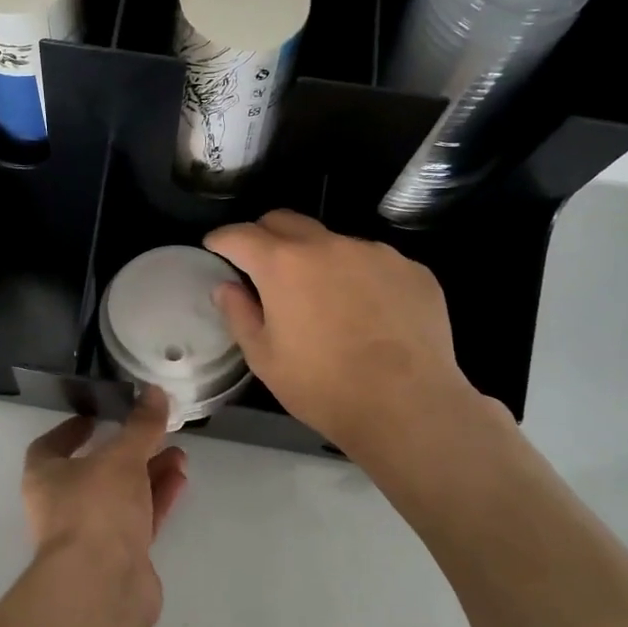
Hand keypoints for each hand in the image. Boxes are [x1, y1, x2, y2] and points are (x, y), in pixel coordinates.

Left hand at [22, 388, 187, 626]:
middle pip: (95, 471)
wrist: (101, 587)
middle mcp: (63, 505)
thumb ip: (141, 426)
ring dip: (149, 474)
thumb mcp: (122, 458)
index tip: (97, 416)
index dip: (72, 430)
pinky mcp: (119, 558)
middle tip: (155, 432)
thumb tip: (155, 391)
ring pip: (122, 496)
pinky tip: (181, 480)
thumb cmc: (96, 509)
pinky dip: (157, 499)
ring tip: (180, 454)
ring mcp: (91, 534)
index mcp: (45, 477)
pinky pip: (139, 519)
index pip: (51, 446)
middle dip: (128, 451)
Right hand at [204, 210, 500, 465]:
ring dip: (317, 258)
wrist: (408, 406)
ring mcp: (375, 253)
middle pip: (286, 220)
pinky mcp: (412, 269)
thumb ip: (239, 314)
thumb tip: (226, 287)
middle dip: (265, 235)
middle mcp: (328, 245)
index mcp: (283, 264)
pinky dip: (359, 277)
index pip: (241, 234)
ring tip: (323, 297)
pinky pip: (374, 262)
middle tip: (261, 264)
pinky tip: (368, 313)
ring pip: (333, 242)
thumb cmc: (322, 386)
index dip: (222, 239)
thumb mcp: (264, 358)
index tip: (215, 247)